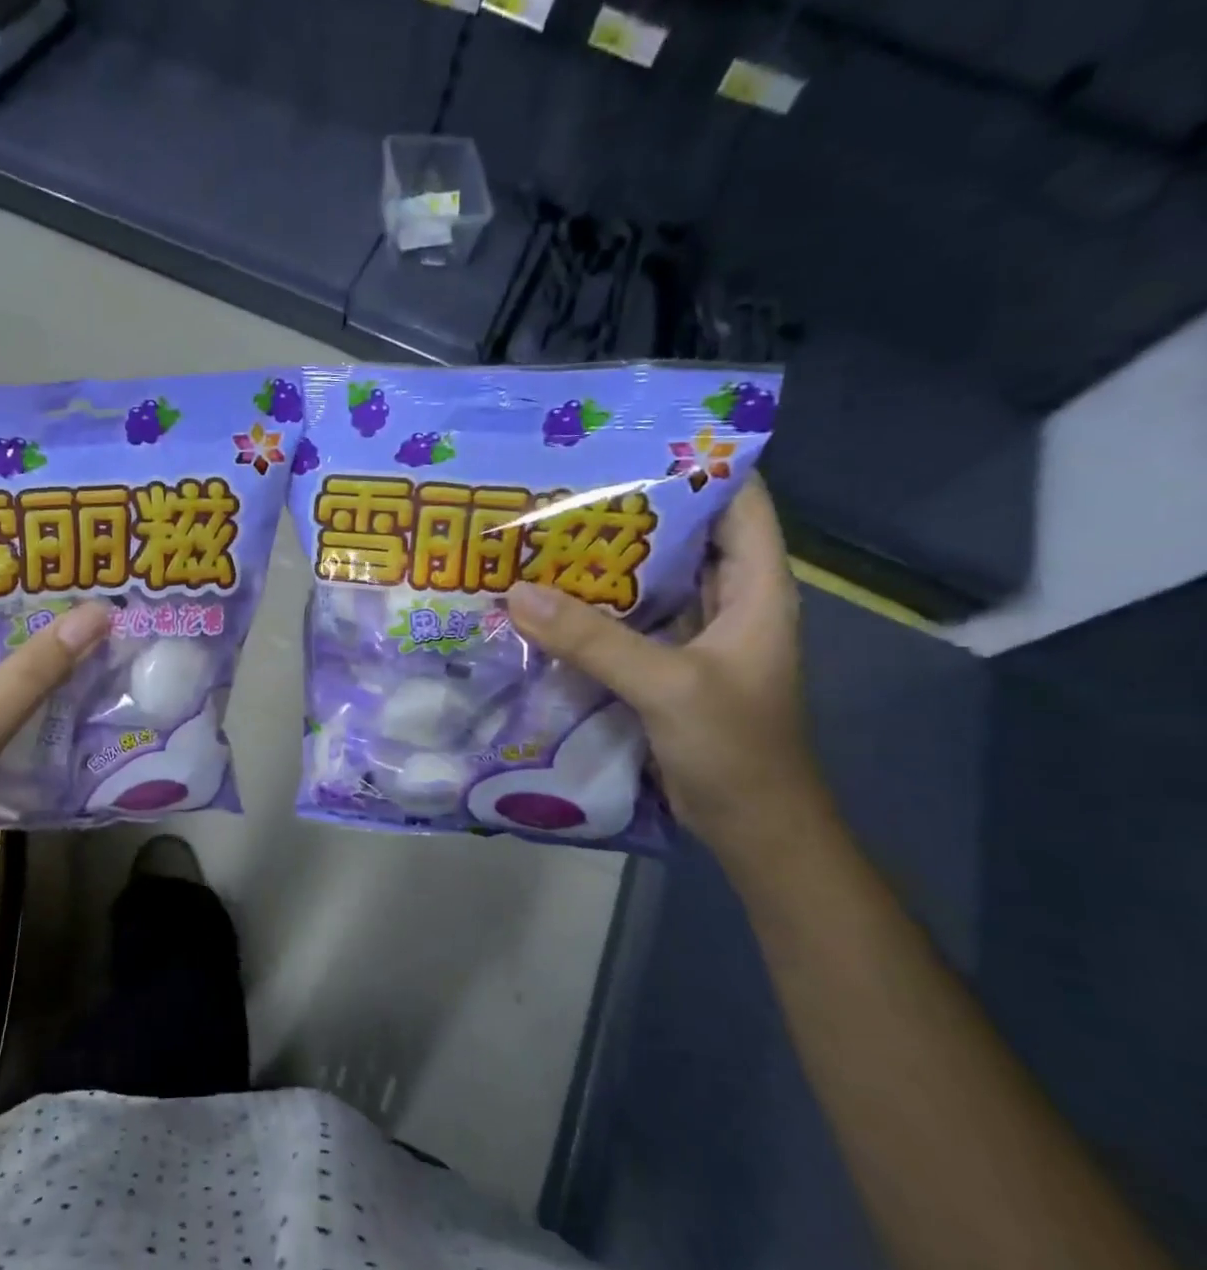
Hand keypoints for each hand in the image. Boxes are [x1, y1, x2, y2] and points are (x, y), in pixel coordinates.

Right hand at [506, 475, 824, 855]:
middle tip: (562, 486)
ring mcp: (695, 634)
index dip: (695, 464)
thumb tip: (516, 593)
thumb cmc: (735, 749)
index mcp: (754, 587)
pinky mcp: (665, 665)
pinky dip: (591, 608)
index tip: (629, 442)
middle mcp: (726, 600)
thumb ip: (593, 640)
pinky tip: (546, 599)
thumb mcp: (667, 686)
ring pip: (648, 580)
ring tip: (543, 533)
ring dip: (602, 562)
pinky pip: (626, 621)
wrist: (753, 827)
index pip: (738, 500)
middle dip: (628, 510)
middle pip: (682, 535)